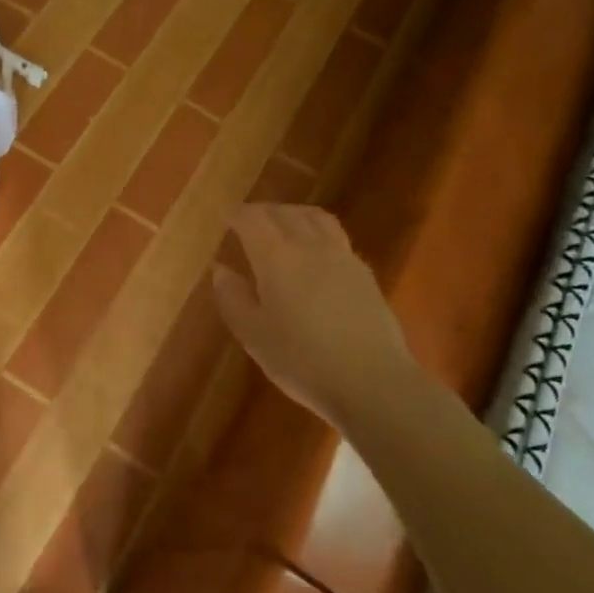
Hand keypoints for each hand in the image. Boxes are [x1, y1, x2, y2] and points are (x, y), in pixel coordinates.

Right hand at [212, 204, 420, 422]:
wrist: (372, 381)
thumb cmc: (302, 360)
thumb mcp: (253, 335)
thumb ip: (232, 298)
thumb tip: (221, 269)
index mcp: (276, 258)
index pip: (253, 220)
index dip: (237, 214)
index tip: (225, 214)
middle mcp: (310, 247)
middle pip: (285, 213)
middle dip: (263, 211)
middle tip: (248, 218)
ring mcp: (343, 258)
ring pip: (316, 219)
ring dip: (294, 214)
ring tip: (283, 223)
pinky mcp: (365, 275)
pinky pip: (336, 237)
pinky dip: (317, 232)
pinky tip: (314, 253)